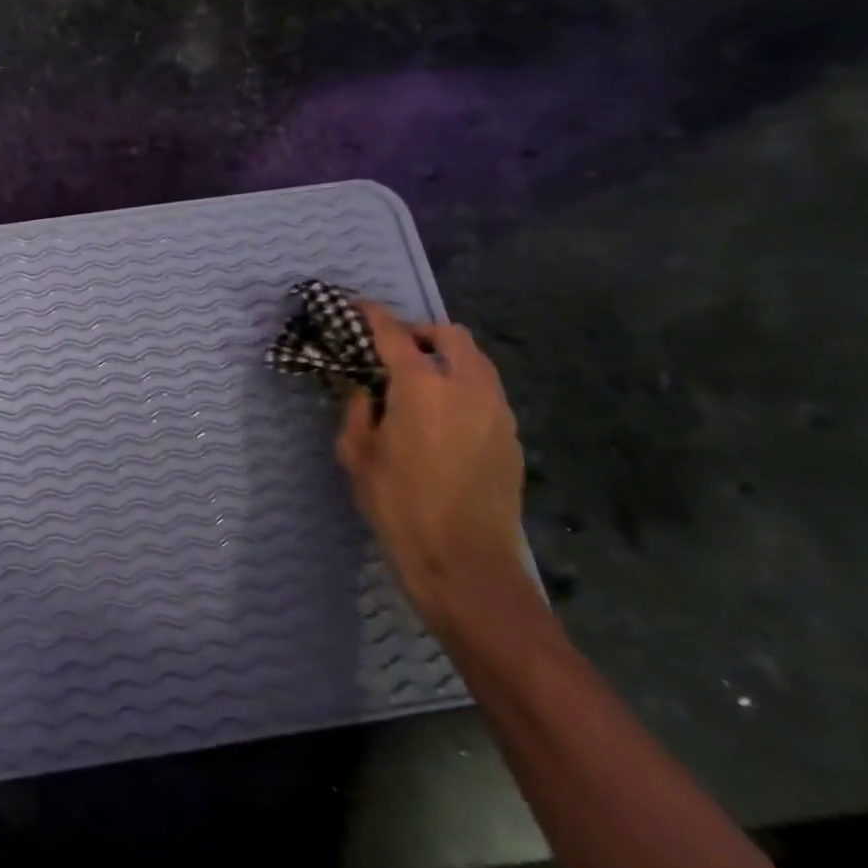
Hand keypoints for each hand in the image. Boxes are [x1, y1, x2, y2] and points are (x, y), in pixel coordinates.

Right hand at [335, 301, 525, 628]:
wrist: (464, 561)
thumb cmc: (398, 505)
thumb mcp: (358, 454)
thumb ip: (356, 408)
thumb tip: (357, 383)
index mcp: (421, 387)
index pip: (394, 334)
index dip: (372, 315)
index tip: (355, 306)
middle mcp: (466, 386)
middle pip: (449, 335)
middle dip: (419, 332)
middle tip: (392, 350)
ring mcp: (497, 410)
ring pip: (475, 361)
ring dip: (445, 357)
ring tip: (418, 381)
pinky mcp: (511, 435)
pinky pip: (486, 391)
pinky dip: (462, 385)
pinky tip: (441, 415)